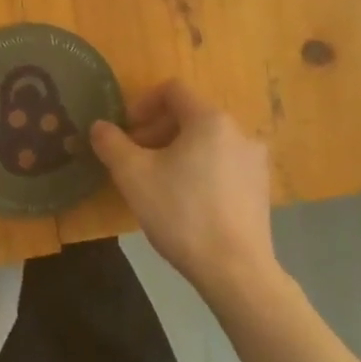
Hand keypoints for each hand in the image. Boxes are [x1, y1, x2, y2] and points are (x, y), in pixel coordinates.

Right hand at [89, 80, 274, 300]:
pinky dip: (199, 169)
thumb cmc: (181, 213)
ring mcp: (254, 162)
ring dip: (177, 151)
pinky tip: (185, 202)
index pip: (173, 91)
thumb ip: (112, 143)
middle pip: (190, 116)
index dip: (142, 103)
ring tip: (156, 181)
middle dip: (156, 130)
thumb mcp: (133, 176)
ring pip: (206, 142)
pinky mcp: (261, 189)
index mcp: (210, 120)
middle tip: (134, 158)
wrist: (235, 270)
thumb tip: (100, 126)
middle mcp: (239, 132)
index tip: (125, 130)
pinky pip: (222, 164)